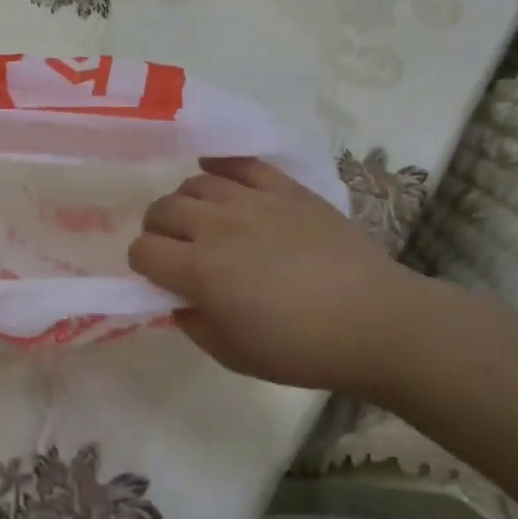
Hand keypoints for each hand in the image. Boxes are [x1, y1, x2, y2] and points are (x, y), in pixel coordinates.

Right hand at [128, 158, 450, 396]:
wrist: (375, 322)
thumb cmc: (301, 348)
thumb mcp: (232, 355)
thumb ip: (193, 323)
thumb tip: (178, 299)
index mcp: (200, 270)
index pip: (143, 250)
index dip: (142, 263)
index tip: (157, 276)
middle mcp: (218, 226)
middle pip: (163, 209)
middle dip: (157, 228)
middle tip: (175, 247)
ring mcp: (253, 201)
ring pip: (196, 183)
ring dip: (186, 202)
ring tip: (202, 219)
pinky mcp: (286, 189)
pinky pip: (241, 163)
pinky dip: (221, 166)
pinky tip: (218, 176)